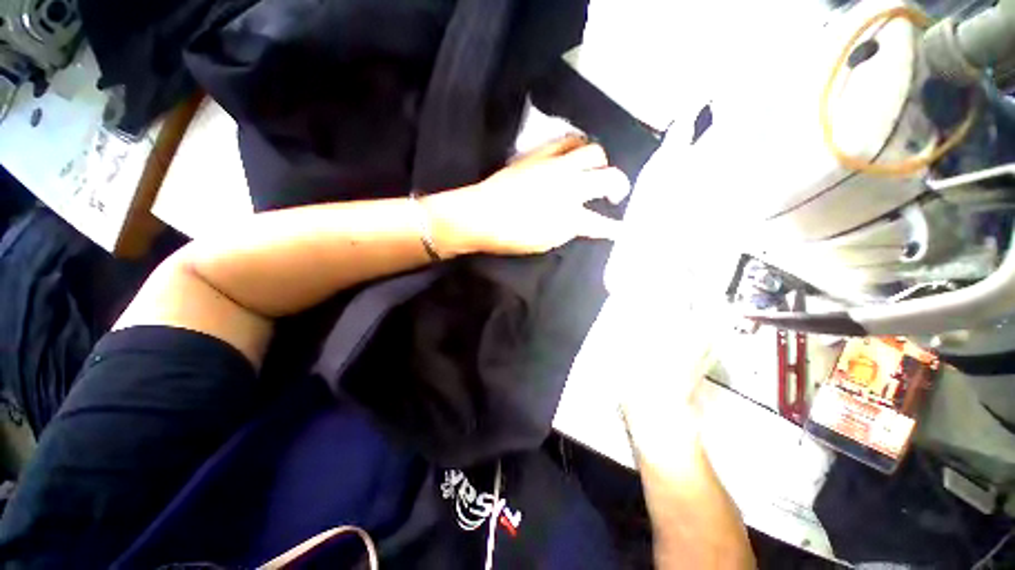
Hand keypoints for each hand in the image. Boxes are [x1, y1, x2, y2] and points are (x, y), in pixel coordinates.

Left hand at [425, 136, 631, 255]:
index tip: (620, 230)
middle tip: (614, 193)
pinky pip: (565, 140)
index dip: (613, 228)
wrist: (479, 215)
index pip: (600, 223)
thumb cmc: (510, 236)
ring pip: (591, 151)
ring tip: (595, 169)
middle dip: (618, 184)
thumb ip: (568, 231)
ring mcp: (554, 166)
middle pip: (607, 176)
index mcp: (569, 215)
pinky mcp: (539, 154)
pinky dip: (577, 145)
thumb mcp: (544, 242)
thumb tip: (582, 222)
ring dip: (600, 161)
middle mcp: (568, 186)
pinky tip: (574, 153)